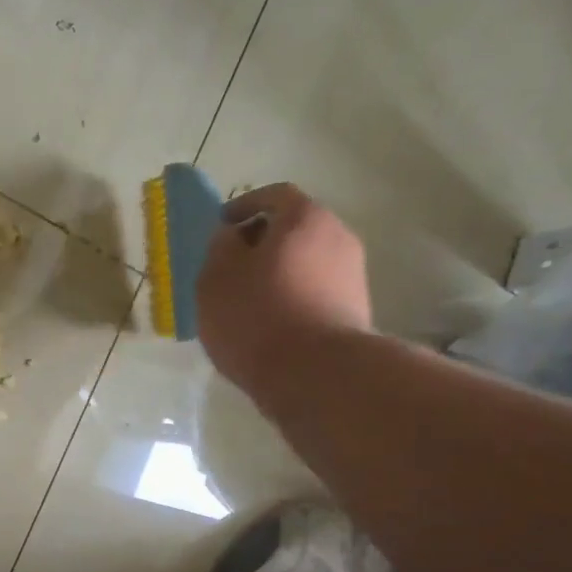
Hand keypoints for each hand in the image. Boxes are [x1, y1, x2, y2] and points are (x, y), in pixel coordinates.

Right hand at [196, 183, 371, 407]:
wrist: (316, 375)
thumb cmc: (257, 314)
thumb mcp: (216, 275)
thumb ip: (221, 246)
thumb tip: (234, 236)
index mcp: (305, 219)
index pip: (275, 195)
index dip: (244, 206)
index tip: (221, 226)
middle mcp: (338, 237)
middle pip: (294, 229)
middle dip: (261, 242)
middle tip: (230, 265)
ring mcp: (352, 276)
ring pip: (305, 262)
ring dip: (276, 272)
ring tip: (245, 300)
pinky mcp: (355, 312)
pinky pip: (315, 291)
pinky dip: (291, 297)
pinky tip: (268, 323)